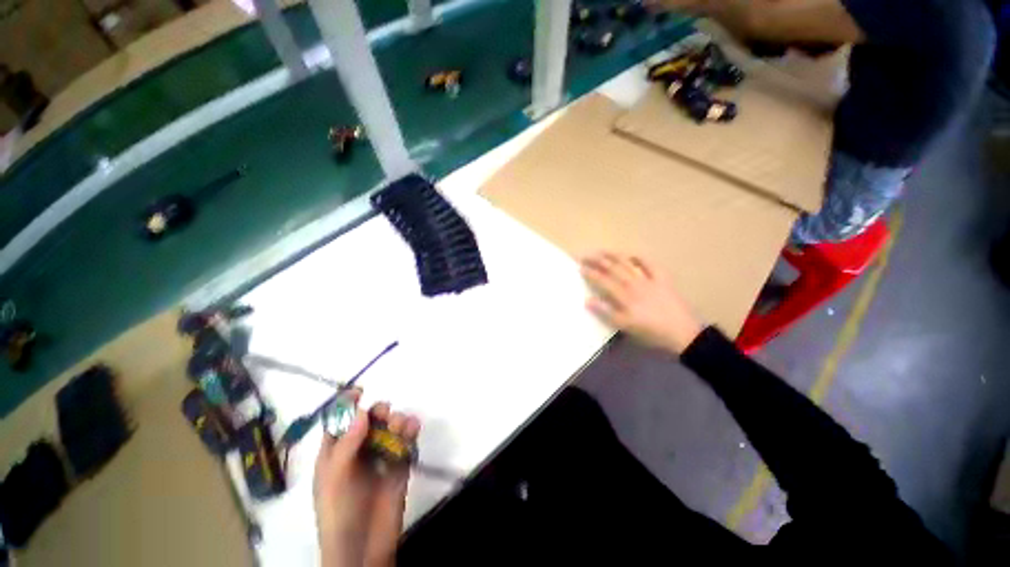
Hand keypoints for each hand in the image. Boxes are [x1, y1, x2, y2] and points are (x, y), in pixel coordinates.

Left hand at [314, 393, 420, 566]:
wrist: (364, 545)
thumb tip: (361, 412)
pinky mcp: (399, 463)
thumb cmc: (339, 511)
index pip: (339, 422)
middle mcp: (358, 450)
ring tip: (402, 426)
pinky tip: (413, 430)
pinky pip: (406, 441)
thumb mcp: (335, 478)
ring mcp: (380, 456)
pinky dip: (411, 431)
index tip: (361, 390)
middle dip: (378, 412)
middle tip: (385, 414)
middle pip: (370, 420)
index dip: (347, 405)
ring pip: (390, 428)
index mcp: (336, 453)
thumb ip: (347, 444)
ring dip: (397, 420)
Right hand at [581, 252, 703, 354]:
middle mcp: (634, 283)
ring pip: (628, 263)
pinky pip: (650, 264)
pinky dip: (640, 258)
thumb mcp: (625, 326)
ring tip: (602, 251)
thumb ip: (606, 312)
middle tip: (585, 255)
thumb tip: (587, 300)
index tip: (579, 266)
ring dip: (613, 256)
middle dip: (597, 260)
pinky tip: (631, 256)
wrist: (683, 333)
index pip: (603, 280)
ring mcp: (649, 279)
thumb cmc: (651, 332)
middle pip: (613, 268)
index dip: (590, 272)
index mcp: (624, 296)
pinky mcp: (662, 279)